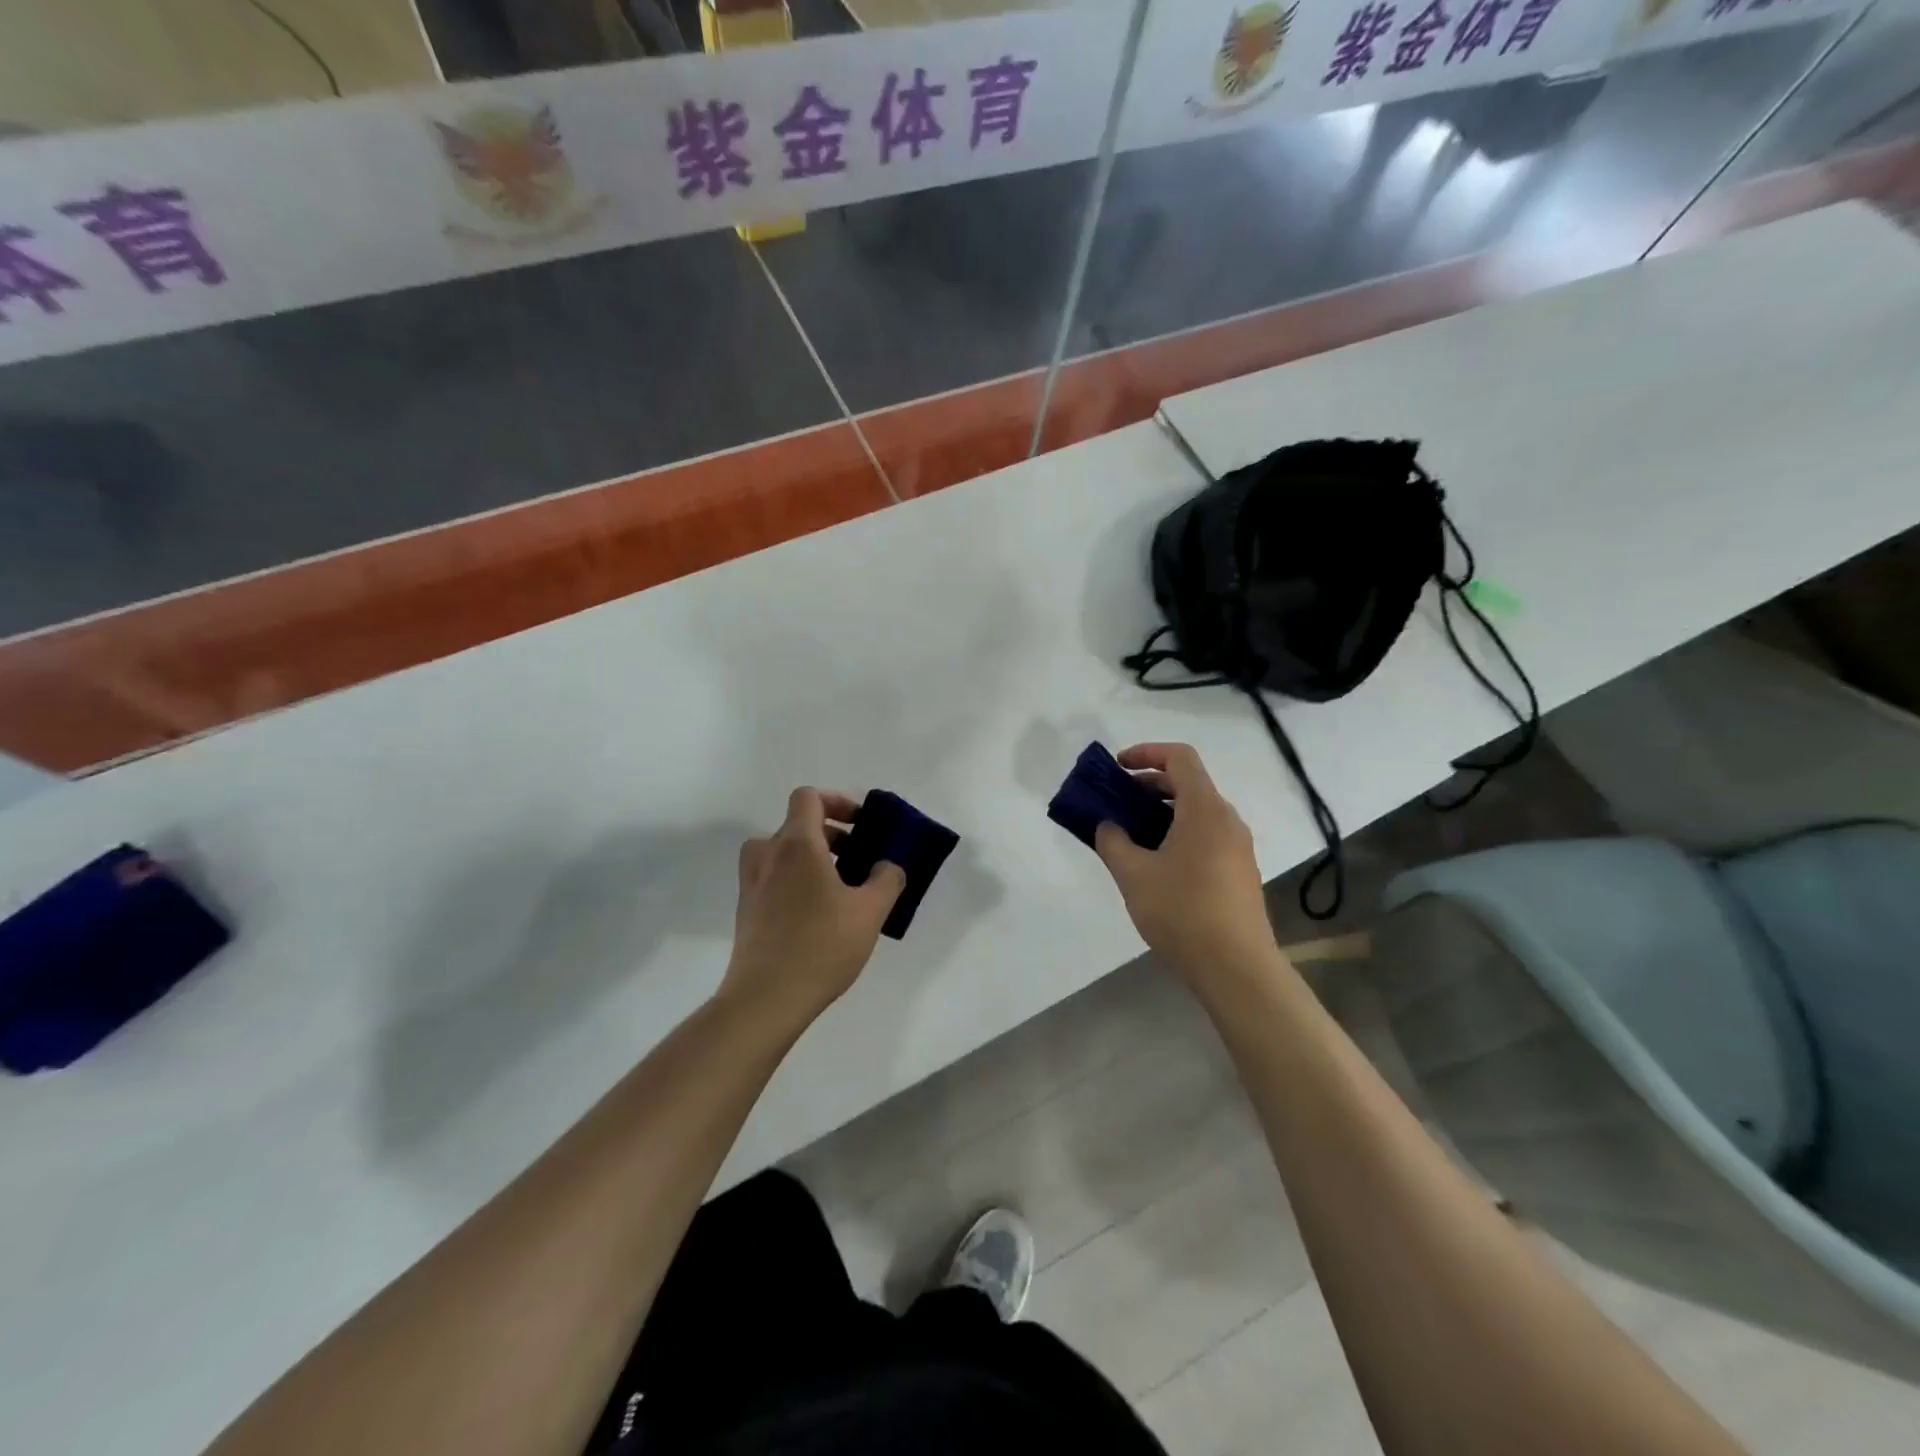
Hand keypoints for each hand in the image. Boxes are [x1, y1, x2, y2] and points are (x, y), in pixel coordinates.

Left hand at [723, 788, 904, 1028]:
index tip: (860, 824)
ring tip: (839, 887)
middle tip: (859, 860)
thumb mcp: (870, 912)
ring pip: (782, 852)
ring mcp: (752, 883)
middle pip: (797, 825)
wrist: (766, 998)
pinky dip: (795, 880)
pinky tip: (818, 915)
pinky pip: (773, 878)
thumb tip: (887, 866)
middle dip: (832, 835)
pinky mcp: (747, 910)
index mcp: (797, 844)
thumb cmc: (822, 945)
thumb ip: (887, 879)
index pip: (808, 797)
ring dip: (811, 858)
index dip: (836, 801)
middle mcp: (768, 855)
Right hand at [1094, 744, 1278, 983]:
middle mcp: (1226, 820)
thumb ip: (1113, 842)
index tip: (1118, 768)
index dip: (1147, 753)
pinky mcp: (1240, 872)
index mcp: (1204, 809)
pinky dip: (1178, 834)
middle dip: (1149, 785)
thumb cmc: (1181, 911)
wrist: (1236, 967)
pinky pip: (1206, 836)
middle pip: (1188, 783)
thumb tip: (1108, 826)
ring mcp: (1238, 847)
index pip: (1179, 758)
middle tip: (1117, 802)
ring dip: (1162, 813)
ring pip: (1197, 812)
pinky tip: (1156, 865)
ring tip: (1131, 836)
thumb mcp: (1133, 874)